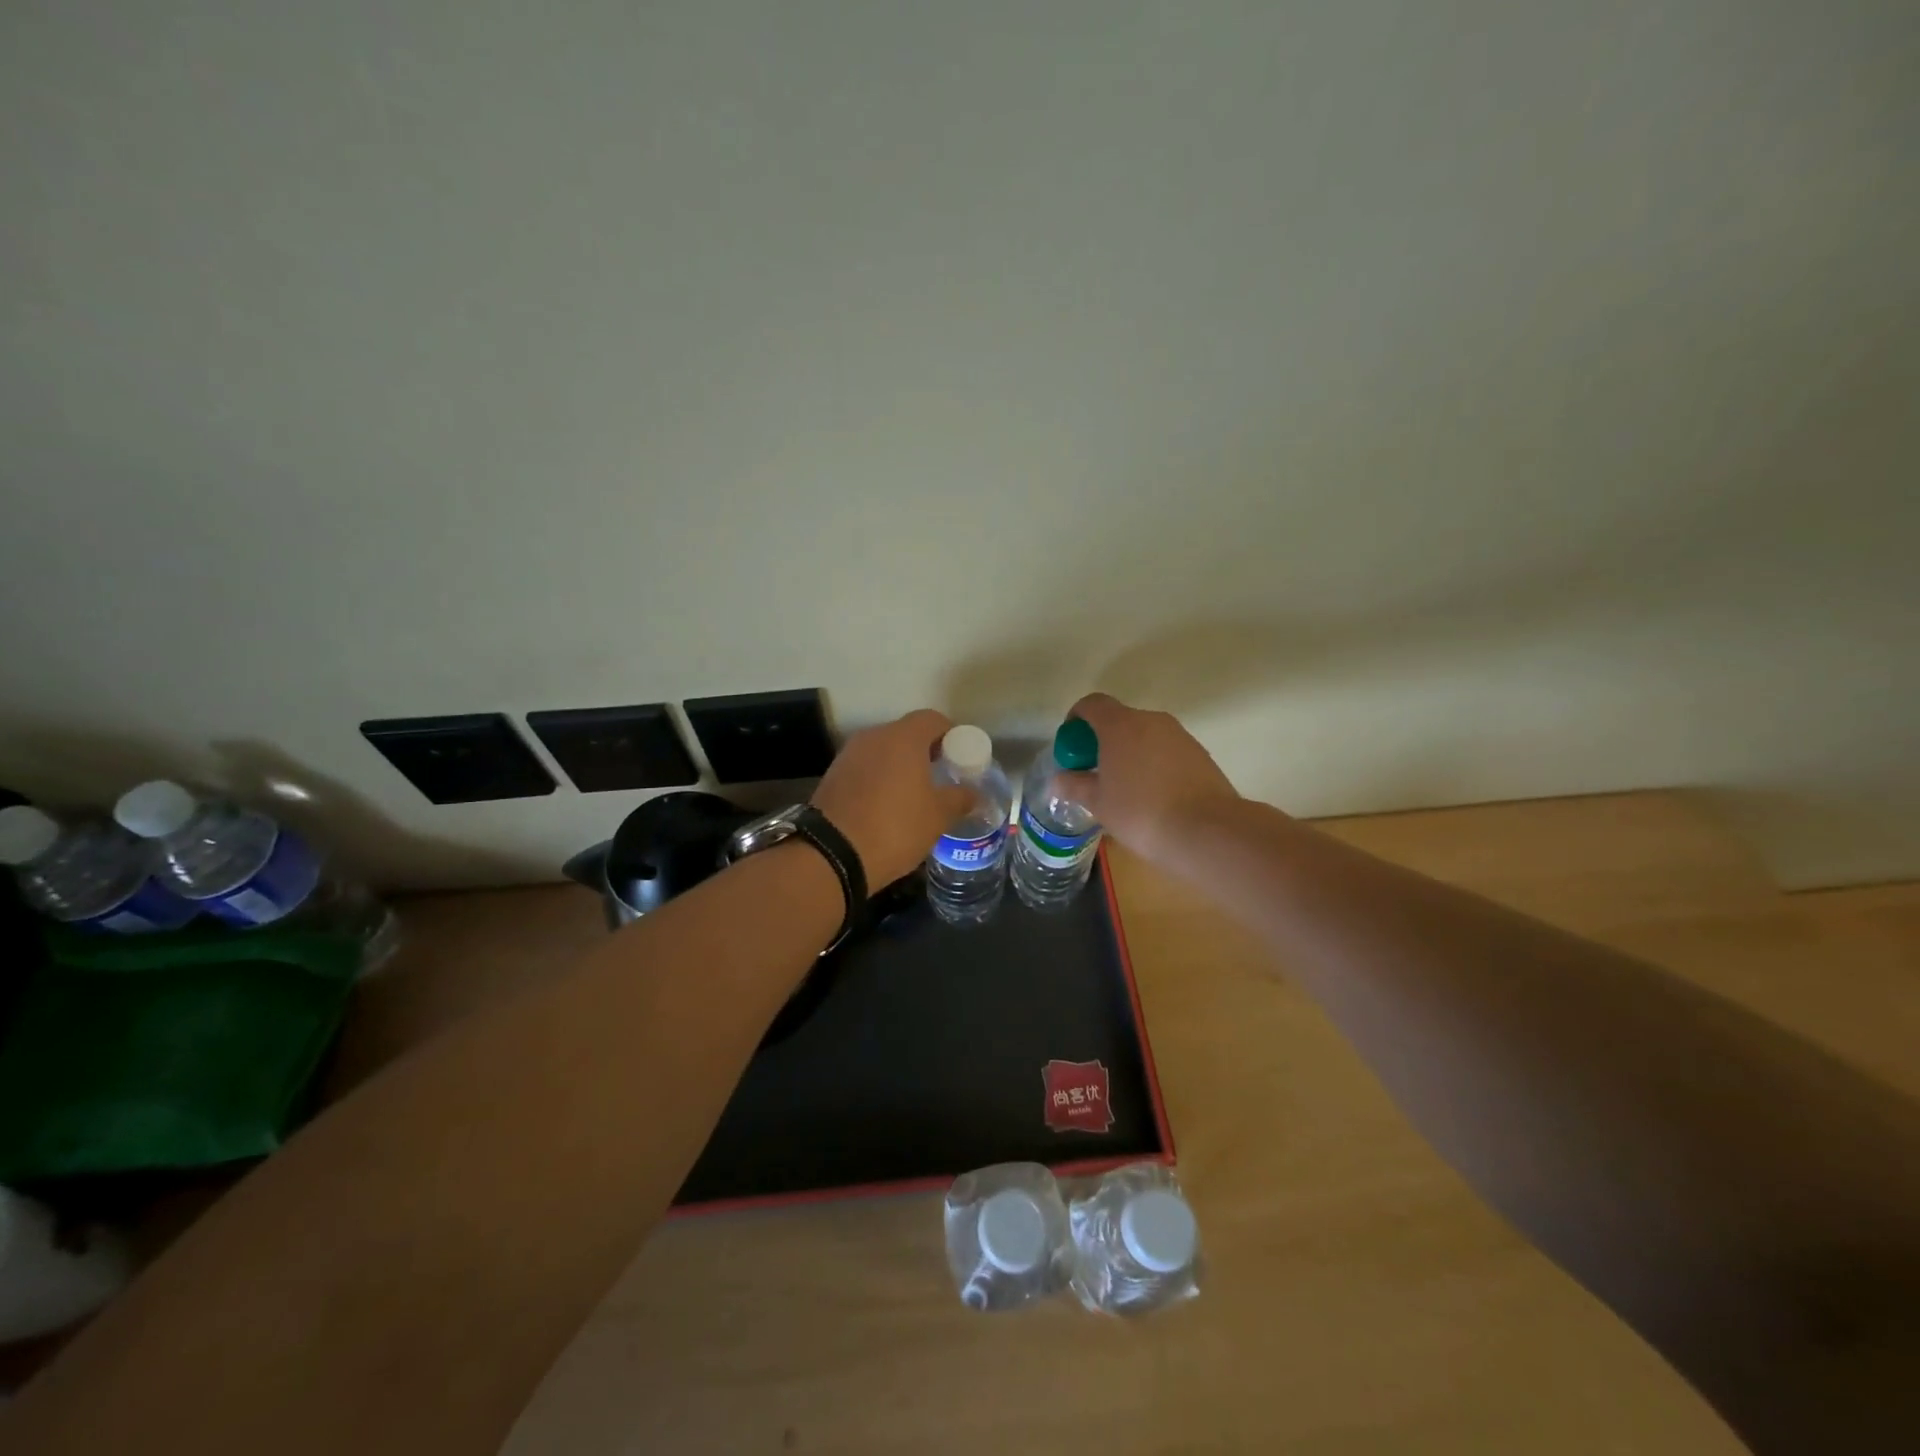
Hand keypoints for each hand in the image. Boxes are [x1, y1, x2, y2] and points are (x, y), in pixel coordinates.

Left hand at [812, 709, 970, 887]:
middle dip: (926, 752)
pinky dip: (879, 779)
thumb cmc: (895, 827)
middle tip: (941, 777)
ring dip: (900, 766)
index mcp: (903, 738)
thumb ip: (959, 798)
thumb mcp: (937, 816)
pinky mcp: (832, 776)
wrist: (832, 854)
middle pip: (906, 733)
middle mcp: (873, 737)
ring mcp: (849, 755)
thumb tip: (974, 793)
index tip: (961, 758)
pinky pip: (865, 768)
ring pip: (883, 751)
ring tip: (914, 795)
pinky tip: (886, 806)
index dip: (951, 735)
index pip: (933, 720)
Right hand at [1059, 693, 1244, 865]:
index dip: (1076, 718)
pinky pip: (1167, 751)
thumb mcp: (1098, 803)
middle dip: (1103, 740)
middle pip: (1120, 720)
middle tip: (1095, 772)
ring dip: (1130, 753)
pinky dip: (1154, 764)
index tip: (1072, 746)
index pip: (1092, 704)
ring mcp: (1180, 736)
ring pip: (1145, 736)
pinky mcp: (1200, 754)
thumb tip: (1058, 780)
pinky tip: (1154, 796)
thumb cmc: (1141, 812)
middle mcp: (1152, 721)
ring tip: (1125, 788)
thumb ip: (1075, 786)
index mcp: (1121, 725)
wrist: (1207, 831)